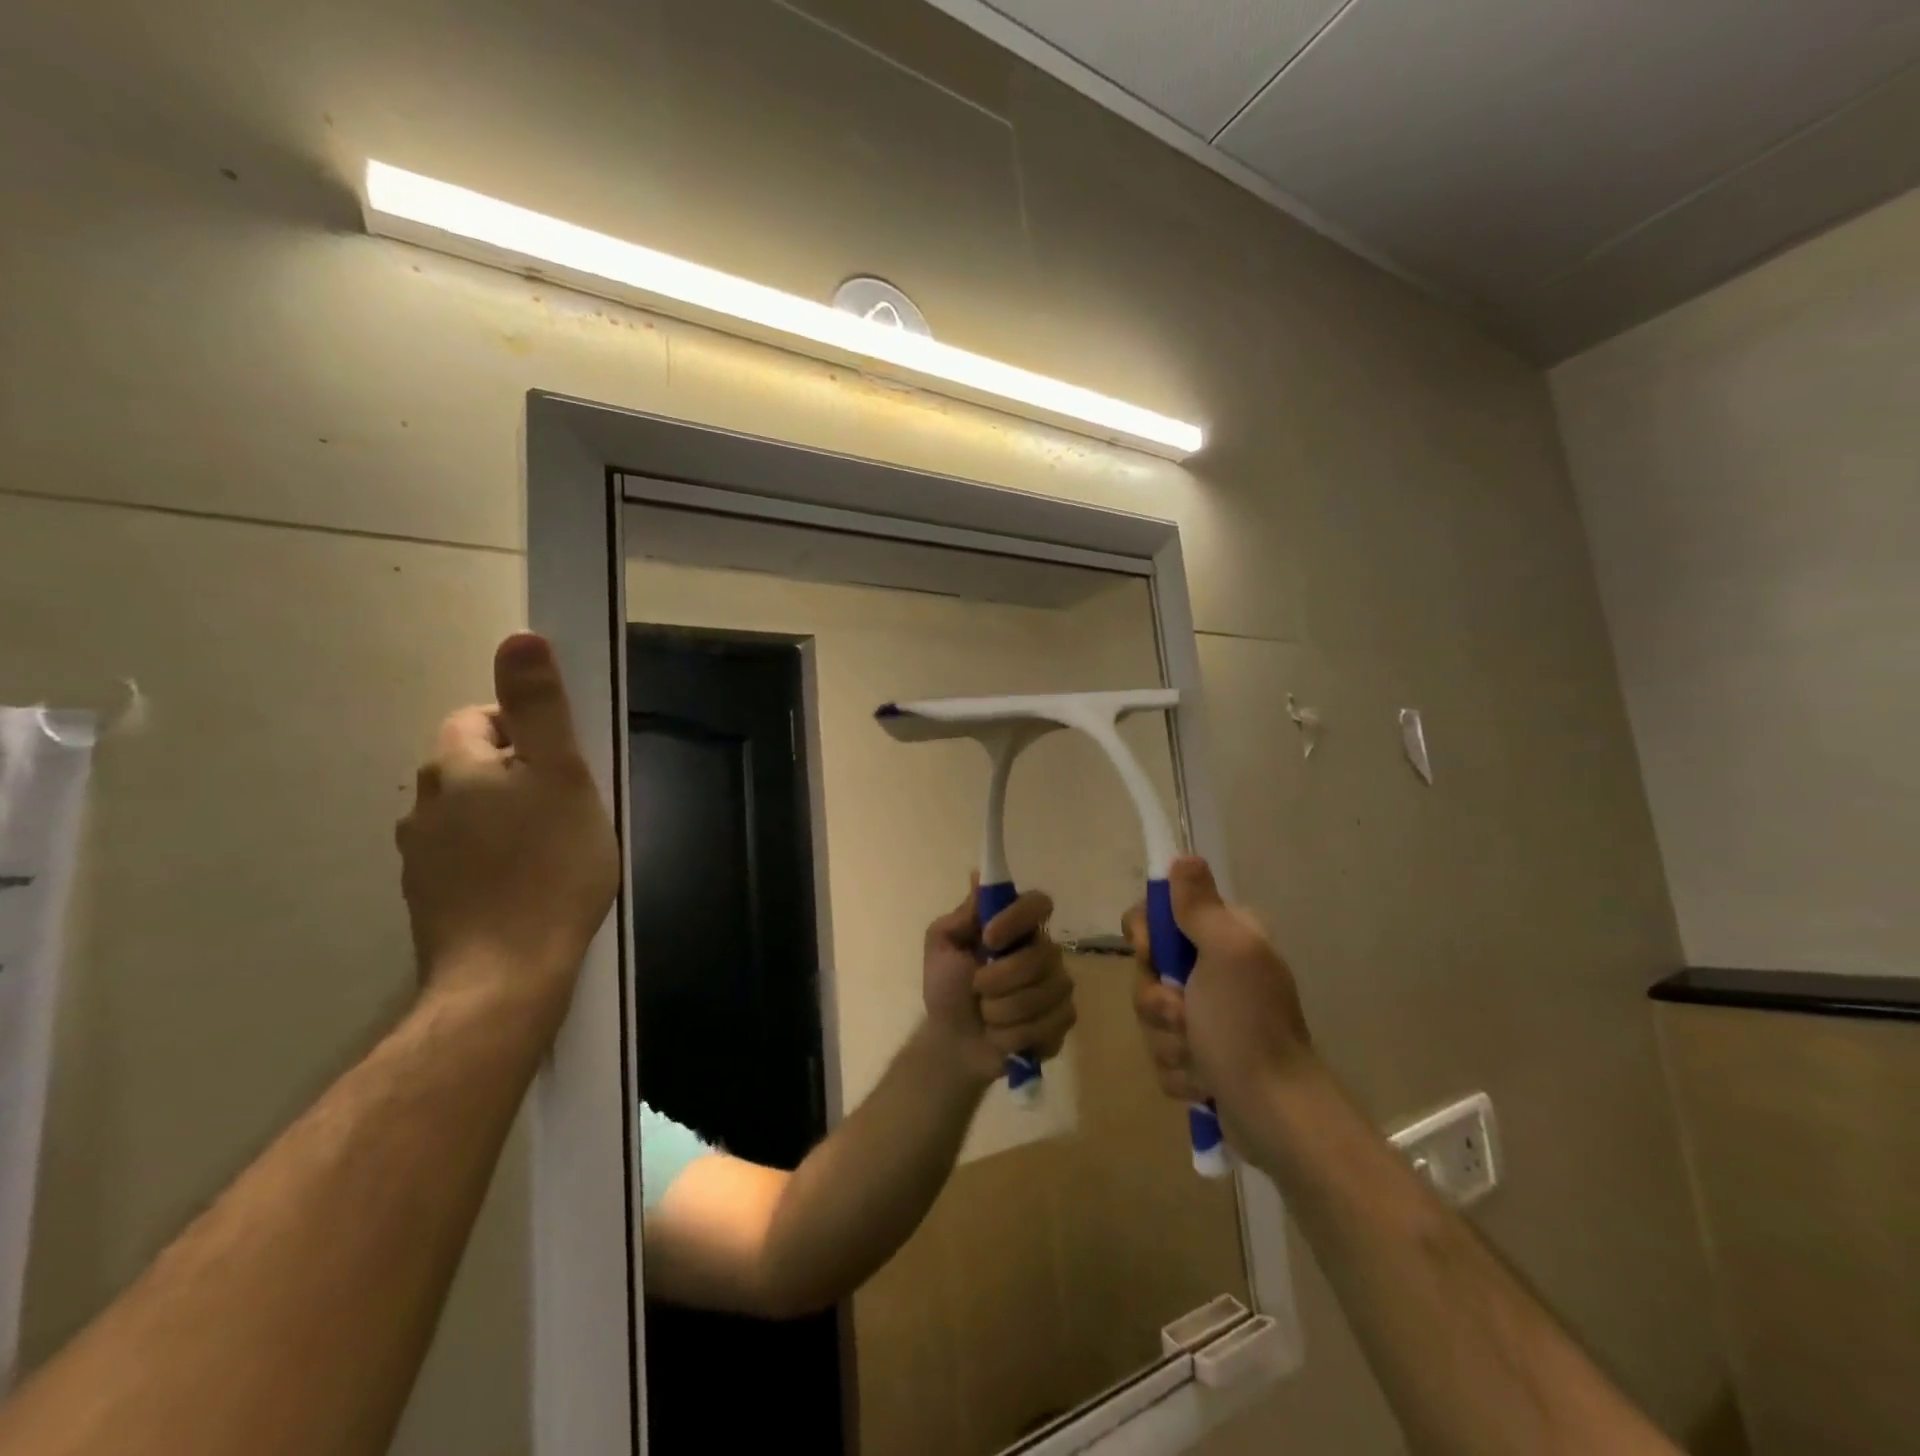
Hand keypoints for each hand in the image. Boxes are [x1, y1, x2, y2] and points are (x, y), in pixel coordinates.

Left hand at [396, 634, 620, 1014]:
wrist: (507, 976)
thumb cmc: (549, 867)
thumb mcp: (561, 775)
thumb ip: (541, 706)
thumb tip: (520, 636)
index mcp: (456, 768)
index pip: (481, 718)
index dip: (529, 731)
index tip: (567, 765)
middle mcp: (425, 806)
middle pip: (475, 766)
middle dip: (520, 775)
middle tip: (570, 807)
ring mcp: (421, 858)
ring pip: (471, 814)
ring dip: (507, 817)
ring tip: (554, 849)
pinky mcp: (430, 900)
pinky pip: (466, 857)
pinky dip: (495, 859)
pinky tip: (529, 885)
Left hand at [923, 884, 1076, 1084]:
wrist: (952, 1042)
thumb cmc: (946, 988)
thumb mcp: (941, 946)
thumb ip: (962, 915)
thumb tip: (979, 877)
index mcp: (1016, 927)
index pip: (1039, 903)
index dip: (1017, 918)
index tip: (988, 938)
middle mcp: (1043, 951)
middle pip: (1042, 956)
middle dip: (1001, 978)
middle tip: (977, 988)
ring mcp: (1057, 986)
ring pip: (1046, 993)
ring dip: (1004, 1010)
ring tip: (986, 1015)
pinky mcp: (1063, 1020)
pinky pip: (1053, 1023)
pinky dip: (1018, 1034)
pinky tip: (1003, 1035)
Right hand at [1123, 857, 1312, 1112]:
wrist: (1274, 1114)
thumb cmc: (1247, 1026)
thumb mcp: (1226, 953)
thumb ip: (1199, 906)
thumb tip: (1184, 857)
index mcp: (1223, 938)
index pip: (1158, 915)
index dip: (1145, 934)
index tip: (1152, 953)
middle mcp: (1214, 970)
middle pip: (1147, 967)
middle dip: (1157, 999)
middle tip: (1184, 1014)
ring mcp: (1206, 1016)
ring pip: (1150, 1014)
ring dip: (1168, 1040)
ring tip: (1200, 1058)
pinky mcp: (1200, 1057)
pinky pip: (1162, 1053)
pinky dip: (1179, 1070)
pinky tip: (1204, 1082)